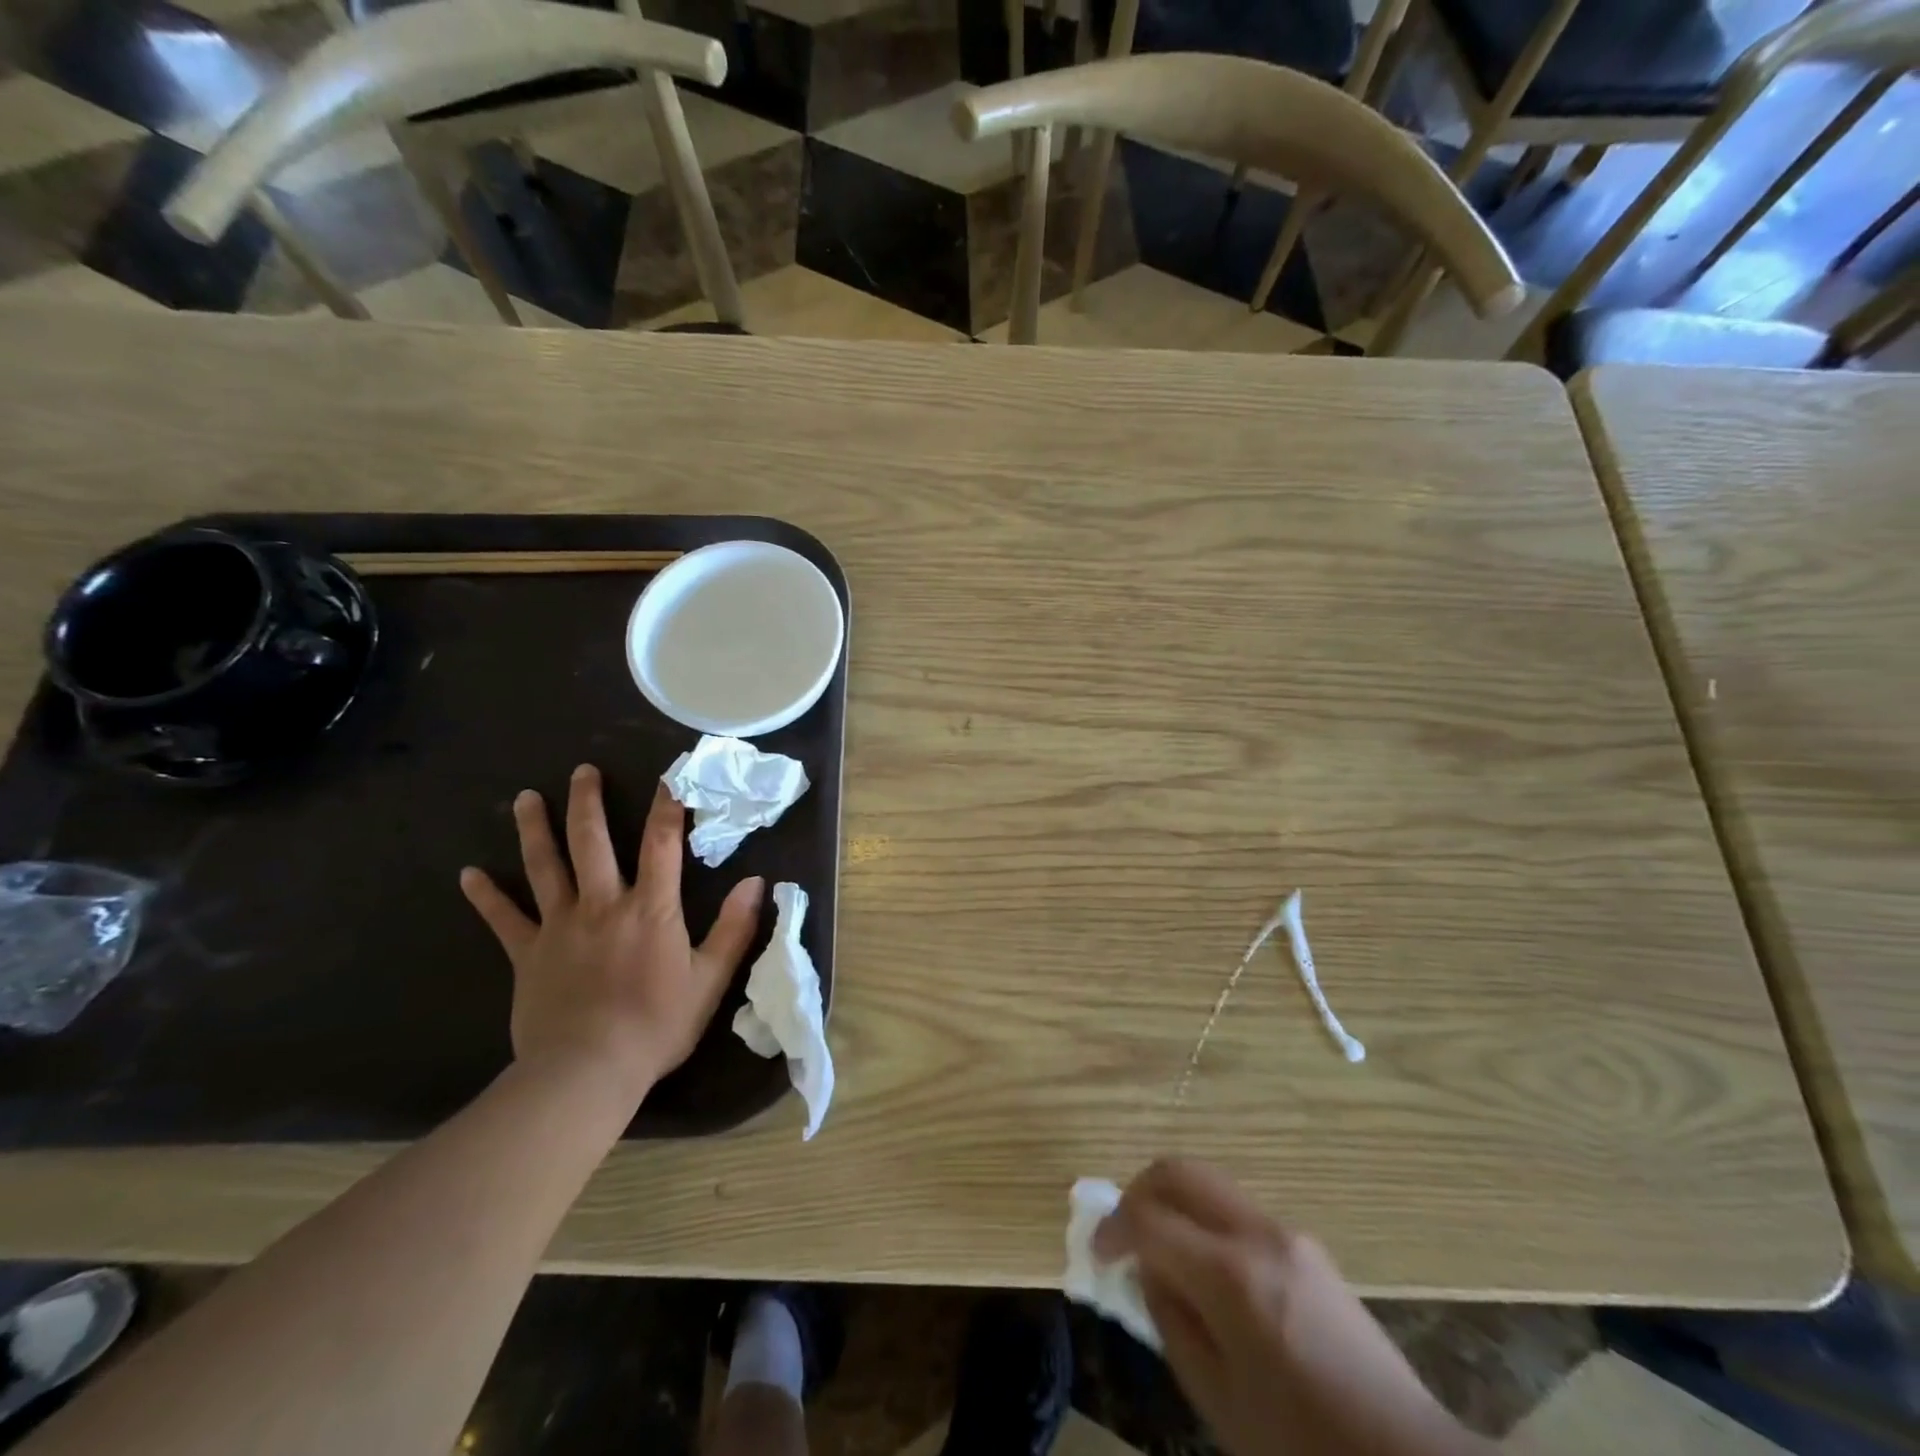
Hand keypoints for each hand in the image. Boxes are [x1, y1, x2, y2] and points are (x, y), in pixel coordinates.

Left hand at [460, 764, 763, 1101]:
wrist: (587, 1072)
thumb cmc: (657, 1024)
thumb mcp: (711, 978)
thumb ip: (734, 927)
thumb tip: (758, 882)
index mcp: (650, 908)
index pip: (661, 843)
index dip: (667, 806)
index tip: (668, 775)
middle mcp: (602, 904)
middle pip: (592, 841)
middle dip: (588, 802)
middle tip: (582, 770)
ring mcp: (559, 926)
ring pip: (545, 867)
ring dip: (534, 829)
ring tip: (524, 797)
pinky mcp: (527, 954)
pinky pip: (503, 919)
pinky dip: (486, 896)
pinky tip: (468, 874)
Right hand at [1095, 1159, 1489, 1455]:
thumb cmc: (1300, 1442)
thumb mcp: (1218, 1399)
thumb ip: (1171, 1322)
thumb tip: (1148, 1271)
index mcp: (1230, 1272)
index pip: (1149, 1217)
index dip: (1112, 1227)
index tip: (1097, 1252)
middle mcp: (1257, 1233)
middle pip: (1180, 1171)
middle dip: (1139, 1190)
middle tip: (1123, 1231)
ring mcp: (1288, 1233)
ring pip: (1211, 1186)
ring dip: (1175, 1205)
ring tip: (1163, 1256)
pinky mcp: (1308, 1247)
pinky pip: (1239, 1213)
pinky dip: (1206, 1223)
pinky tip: (1209, 1274)